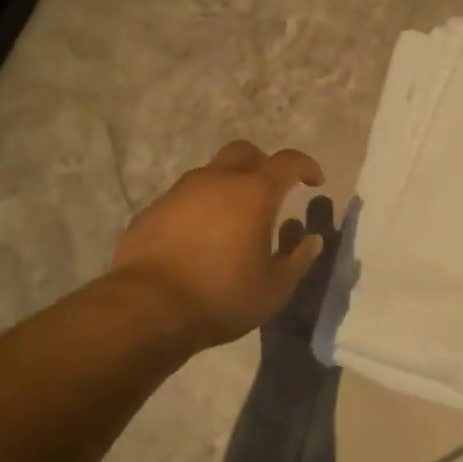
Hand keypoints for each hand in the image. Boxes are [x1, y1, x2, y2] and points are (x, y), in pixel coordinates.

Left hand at [108, 140, 325, 352]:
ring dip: (227, 188)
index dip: (306, 166)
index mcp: (254, 193)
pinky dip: (198, 210)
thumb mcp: (274, 288)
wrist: (147, 308)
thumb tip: (312, 240)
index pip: (288, 162)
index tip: (315, 181)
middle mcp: (217, 181)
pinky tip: (197, 240)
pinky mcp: (152, 211)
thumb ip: (298, 259)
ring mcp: (179, 193)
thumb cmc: (222, 295)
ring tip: (232, 222)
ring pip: (210, 174)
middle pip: (244, 153)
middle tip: (270, 193)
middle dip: (262, 165)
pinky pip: (183, 200)